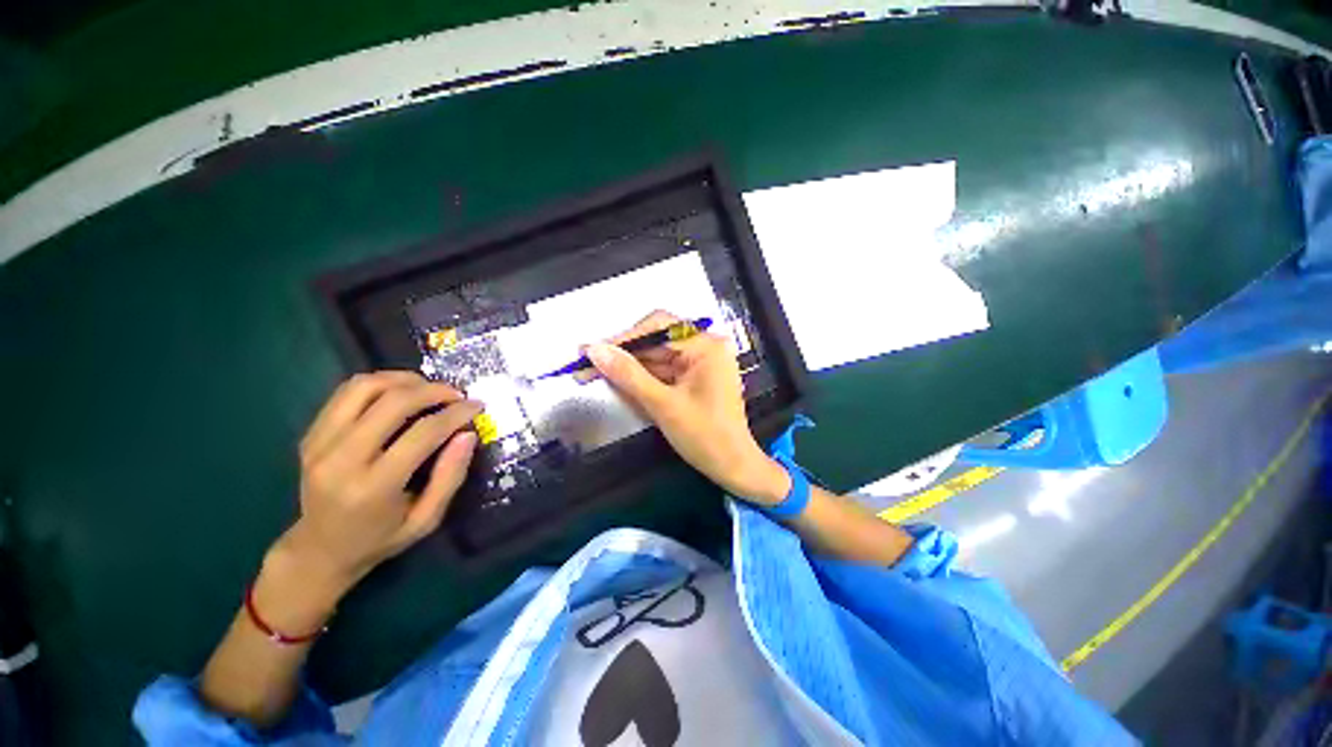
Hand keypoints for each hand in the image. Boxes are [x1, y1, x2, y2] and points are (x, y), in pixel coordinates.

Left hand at [282, 372, 480, 587]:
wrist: (320, 549)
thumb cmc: (380, 538)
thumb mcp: (427, 519)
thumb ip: (450, 477)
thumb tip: (468, 435)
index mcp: (372, 488)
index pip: (421, 434)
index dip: (455, 414)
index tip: (477, 407)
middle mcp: (340, 460)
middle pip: (392, 403)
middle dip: (433, 390)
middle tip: (456, 394)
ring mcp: (319, 443)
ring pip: (365, 387)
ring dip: (404, 380)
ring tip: (429, 388)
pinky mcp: (311, 434)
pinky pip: (347, 392)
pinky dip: (380, 383)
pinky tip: (401, 392)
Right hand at [586, 311, 789, 505]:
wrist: (734, 467)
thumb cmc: (704, 436)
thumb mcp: (662, 404)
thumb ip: (628, 374)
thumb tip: (594, 349)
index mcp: (706, 345)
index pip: (657, 328)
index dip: (621, 338)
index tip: (589, 349)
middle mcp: (706, 347)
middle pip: (656, 342)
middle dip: (622, 355)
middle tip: (586, 364)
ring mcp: (702, 362)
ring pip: (657, 357)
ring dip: (629, 367)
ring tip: (594, 374)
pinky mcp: (696, 377)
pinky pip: (664, 371)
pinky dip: (643, 378)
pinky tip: (620, 382)